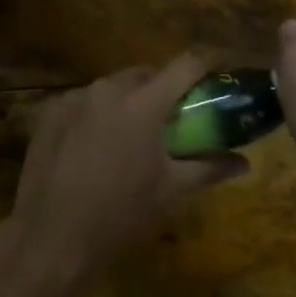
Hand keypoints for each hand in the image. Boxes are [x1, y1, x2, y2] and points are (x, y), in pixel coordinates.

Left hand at [3, 55, 247, 292]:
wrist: (52, 237)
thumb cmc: (120, 214)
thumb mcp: (170, 192)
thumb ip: (209, 169)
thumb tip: (243, 162)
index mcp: (144, 103)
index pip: (186, 64)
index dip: (210, 59)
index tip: (224, 62)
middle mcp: (110, 87)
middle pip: (147, 74)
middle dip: (165, 87)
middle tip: (175, 114)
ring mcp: (77, 95)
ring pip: (114, 86)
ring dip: (130, 100)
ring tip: (134, 134)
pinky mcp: (52, 109)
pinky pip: (86, 99)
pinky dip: (98, 112)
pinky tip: (96, 145)